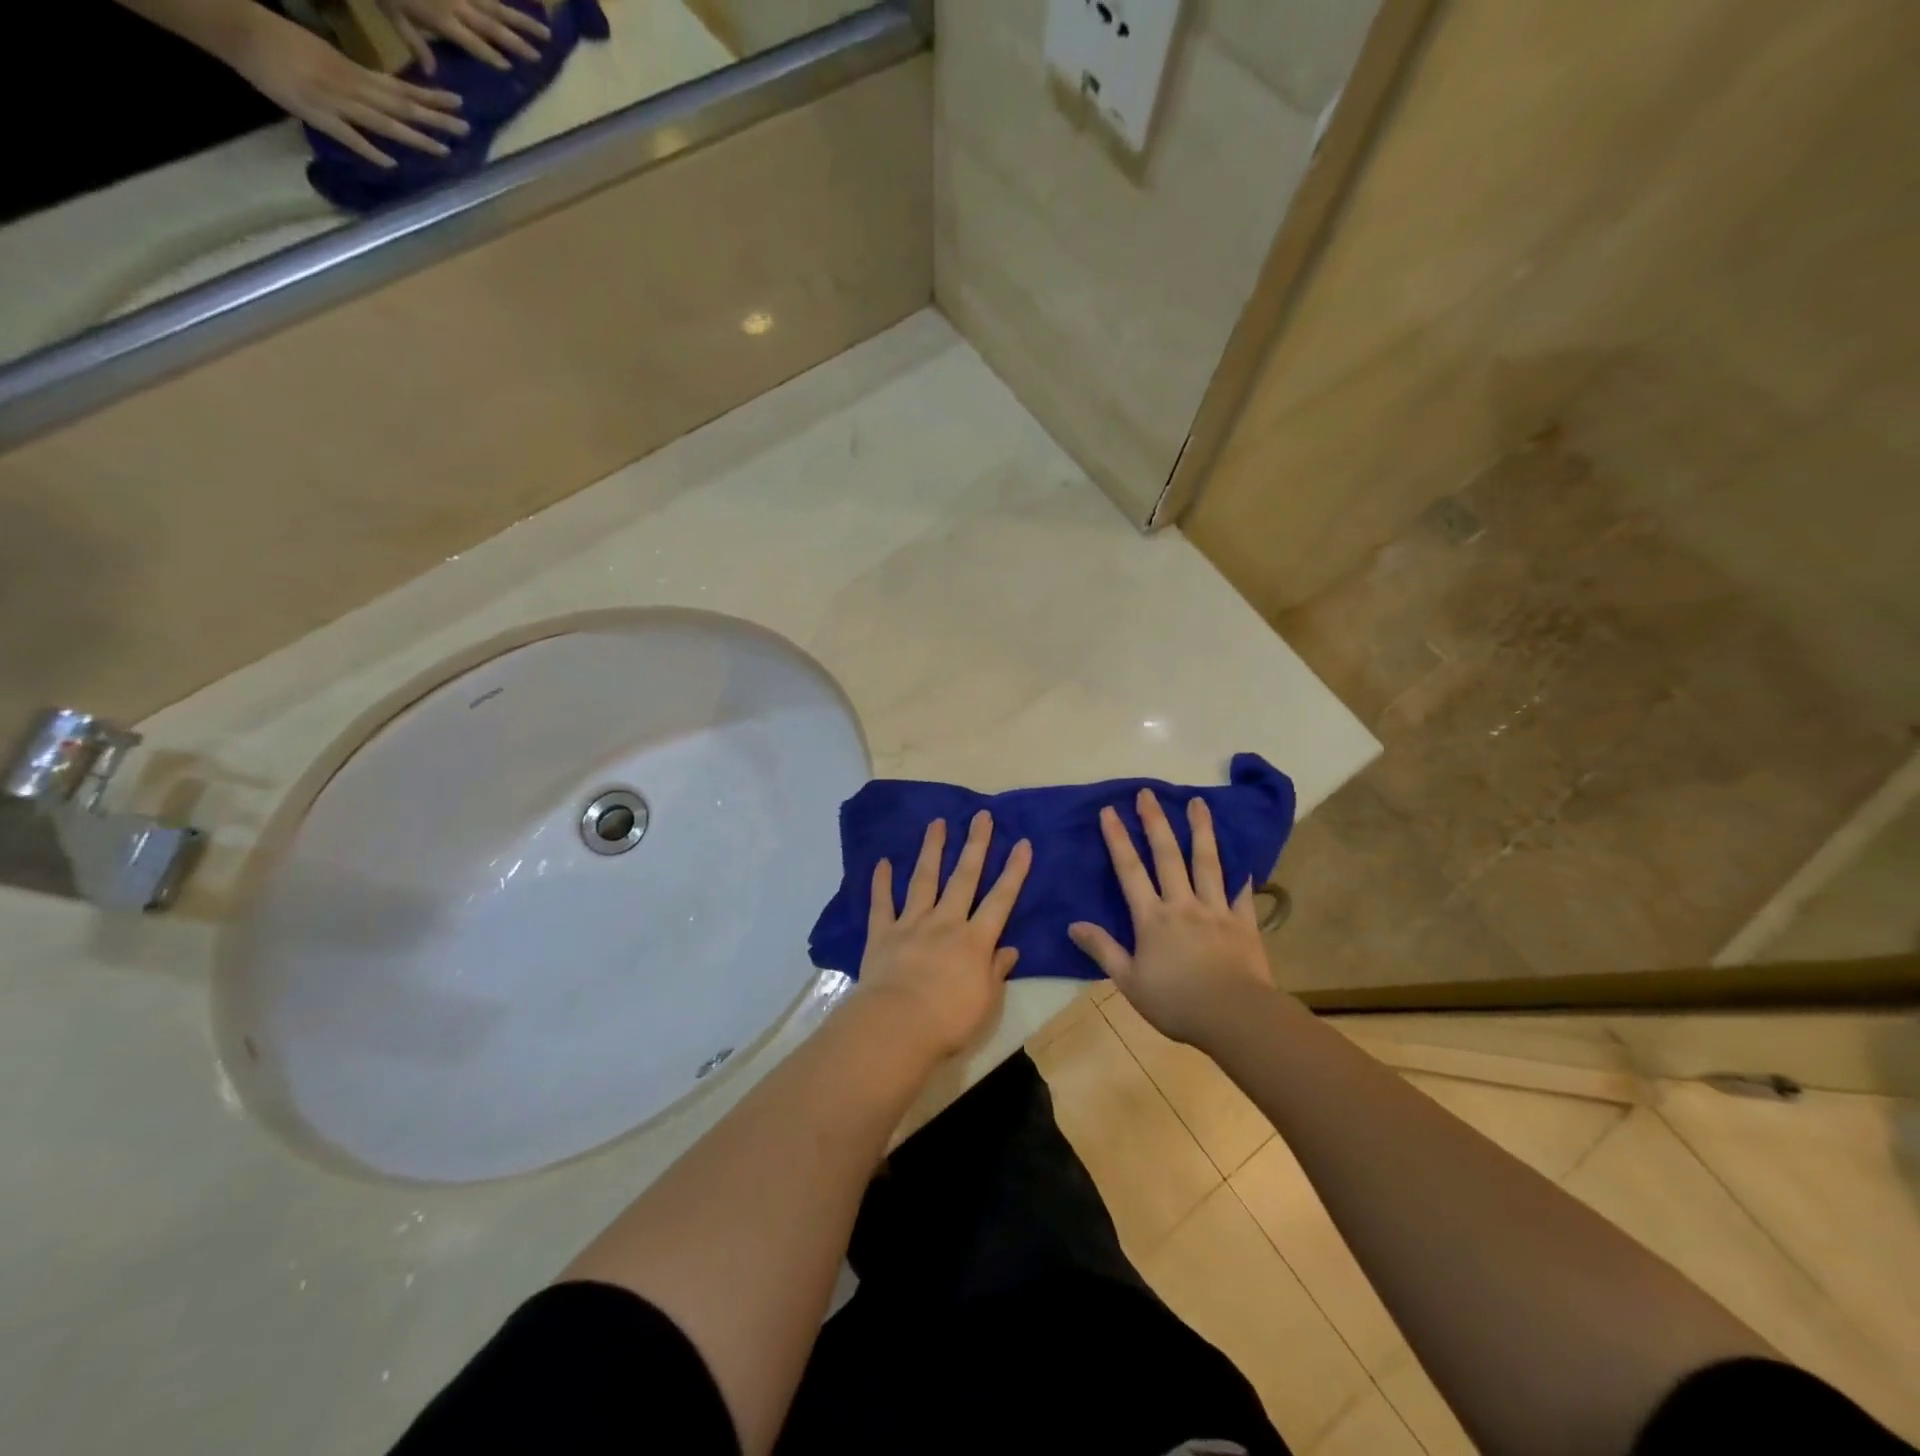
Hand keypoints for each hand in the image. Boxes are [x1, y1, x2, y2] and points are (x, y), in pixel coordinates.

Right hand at [232, 13, 466, 167]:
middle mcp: (351, 85)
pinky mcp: (316, 113)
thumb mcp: (325, 54)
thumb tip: (381, 95)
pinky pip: (347, 135)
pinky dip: (369, 150)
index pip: (400, 88)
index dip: (430, 98)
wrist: (237, 28)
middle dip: (434, 118)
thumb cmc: (279, 39)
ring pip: (383, 122)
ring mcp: (335, 101)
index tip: (458, 103)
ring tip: (444, 150)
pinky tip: (391, 164)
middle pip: (401, 105)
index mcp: (353, 70)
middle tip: (466, 128)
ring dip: (414, 137)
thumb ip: (354, 77)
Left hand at [384, 0, 550, 70]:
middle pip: (494, 27)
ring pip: (497, 7)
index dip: (492, 56)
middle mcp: (458, 4)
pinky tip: (520, 4)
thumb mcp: (392, 14)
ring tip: (545, 32)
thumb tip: (432, 74)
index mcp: (443, 20)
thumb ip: (415, 43)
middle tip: (540, 55)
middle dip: (518, 42)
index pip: (475, 44)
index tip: (509, 68)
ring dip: (523, 21)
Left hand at [855, 811, 1032, 1060]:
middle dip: (975, 845)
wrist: (897, 1026)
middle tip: (981, 816)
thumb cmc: (949, 1020)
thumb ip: (996, 971)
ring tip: (936, 823)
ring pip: (924, 880)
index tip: (1022, 843)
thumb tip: (1009, 949)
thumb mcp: (986, 1001)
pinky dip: (881, 882)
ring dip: (932, 850)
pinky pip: (881, 903)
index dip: (1013, 871)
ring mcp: (911, 924)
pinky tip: (883, 862)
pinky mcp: (882, 934)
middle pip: (963, 878)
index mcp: (975, 940)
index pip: (1001, 900)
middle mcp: (945, 922)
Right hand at [1069, 789, 1274, 1046]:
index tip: (1109, 810)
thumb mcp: (1129, 982)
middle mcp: (1182, 904)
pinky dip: (1241, 876)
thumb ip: (1102, 950)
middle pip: (1167, 855)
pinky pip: (1241, 893)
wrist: (1234, 1017)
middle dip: (1155, 822)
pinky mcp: (1243, 923)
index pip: (1130, 870)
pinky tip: (1244, 859)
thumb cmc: (1176, 1002)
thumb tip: (1073, 925)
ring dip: (1201, 830)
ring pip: (1207, 863)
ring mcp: (1216, 910)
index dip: (1118, 838)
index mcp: (1152, 918)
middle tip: (1147, 794)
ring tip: (1198, 803)